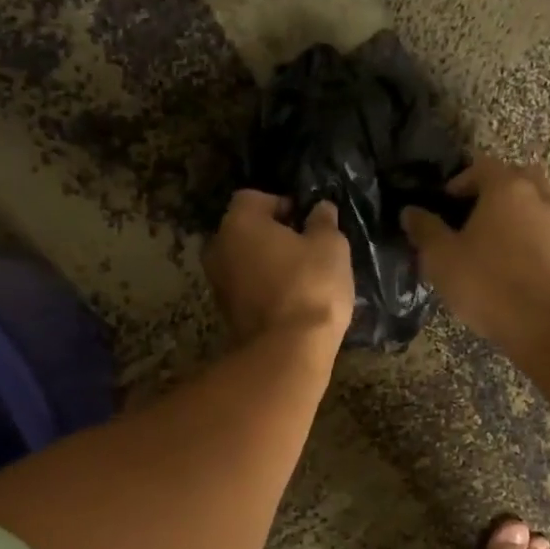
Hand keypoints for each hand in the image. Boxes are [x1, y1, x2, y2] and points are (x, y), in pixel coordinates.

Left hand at [205, 191, 354, 350]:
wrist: (288, 351)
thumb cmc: (310, 286)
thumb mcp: (330, 246)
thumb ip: (323, 222)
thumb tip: (321, 208)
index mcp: (239, 222)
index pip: (254, 198)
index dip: (282, 204)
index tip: (306, 220)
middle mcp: (218, 248)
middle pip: (245, 231)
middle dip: (272, 235)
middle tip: (305, 247)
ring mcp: (218, 284)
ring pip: (245, 262)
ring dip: (268, 264)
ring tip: (301, 276)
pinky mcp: (227, 314)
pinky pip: (247, 289)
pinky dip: (265, 289)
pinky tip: (291, 299)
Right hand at [400, 157, 549, 345]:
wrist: (539, 323)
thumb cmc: (485, 283)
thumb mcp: (441, 257)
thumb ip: (425, 229)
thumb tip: (410, 211)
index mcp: (506, 187)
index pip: (482, 166)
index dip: (460, 181)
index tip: (445, 204)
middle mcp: (538, 195)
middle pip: (516, 177)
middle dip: (495, 189)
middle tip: (473, 214)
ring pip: (538, 201)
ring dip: (519, 209)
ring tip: (497, 235)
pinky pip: (548, 229)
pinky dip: (533, 233)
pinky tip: (516, 257)